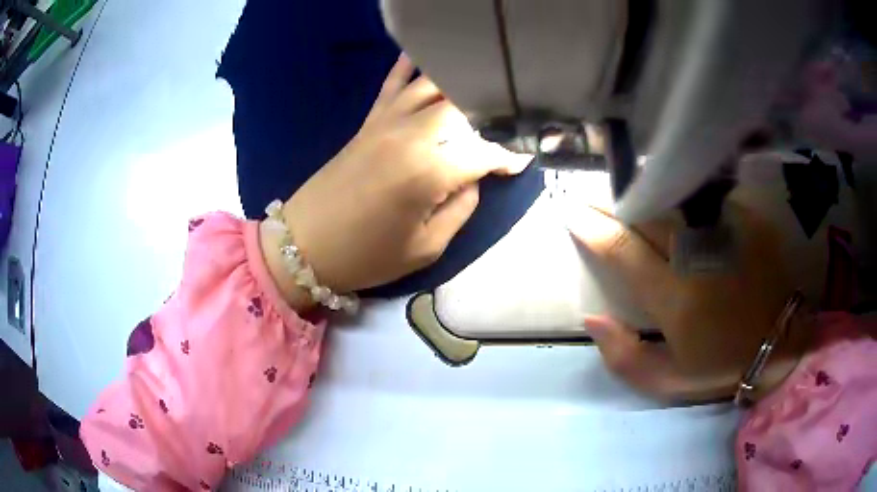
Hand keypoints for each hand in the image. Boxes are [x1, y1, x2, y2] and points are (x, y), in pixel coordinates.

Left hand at [269, 55, 529, 296]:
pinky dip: (409, 66)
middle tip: (505, 124)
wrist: (306, 245)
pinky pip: (392, 84)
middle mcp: (411, 135)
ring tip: (481, 86)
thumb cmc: (367, 255)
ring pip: (432, 86)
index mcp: (429, 172)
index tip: (524, 158)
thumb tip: (473, 179)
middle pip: (463, 107)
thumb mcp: (426, 248)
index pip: (484, 152)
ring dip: (460, 84)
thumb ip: (460, 208)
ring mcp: (386, 123)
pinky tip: (423, 52)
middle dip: (490, 113)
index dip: (509, 155)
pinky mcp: (368, 122)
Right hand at [569, 203, 811, 401]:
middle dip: (617, 202)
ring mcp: (726, 232)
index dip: (591, 227)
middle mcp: (698, 256)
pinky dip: (687, 196)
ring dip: (650, 194)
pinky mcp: (747, 220)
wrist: (780, 346)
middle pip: (647, 212)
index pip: (622, 250)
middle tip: (600, 199)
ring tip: (637, 195)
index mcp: (676, 297)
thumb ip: (623, 356)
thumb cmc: (720, 367)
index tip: (569, 211)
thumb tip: (592, 317)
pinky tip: (683, 202)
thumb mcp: (666, 381)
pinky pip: (706, 196)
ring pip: (675, 196)